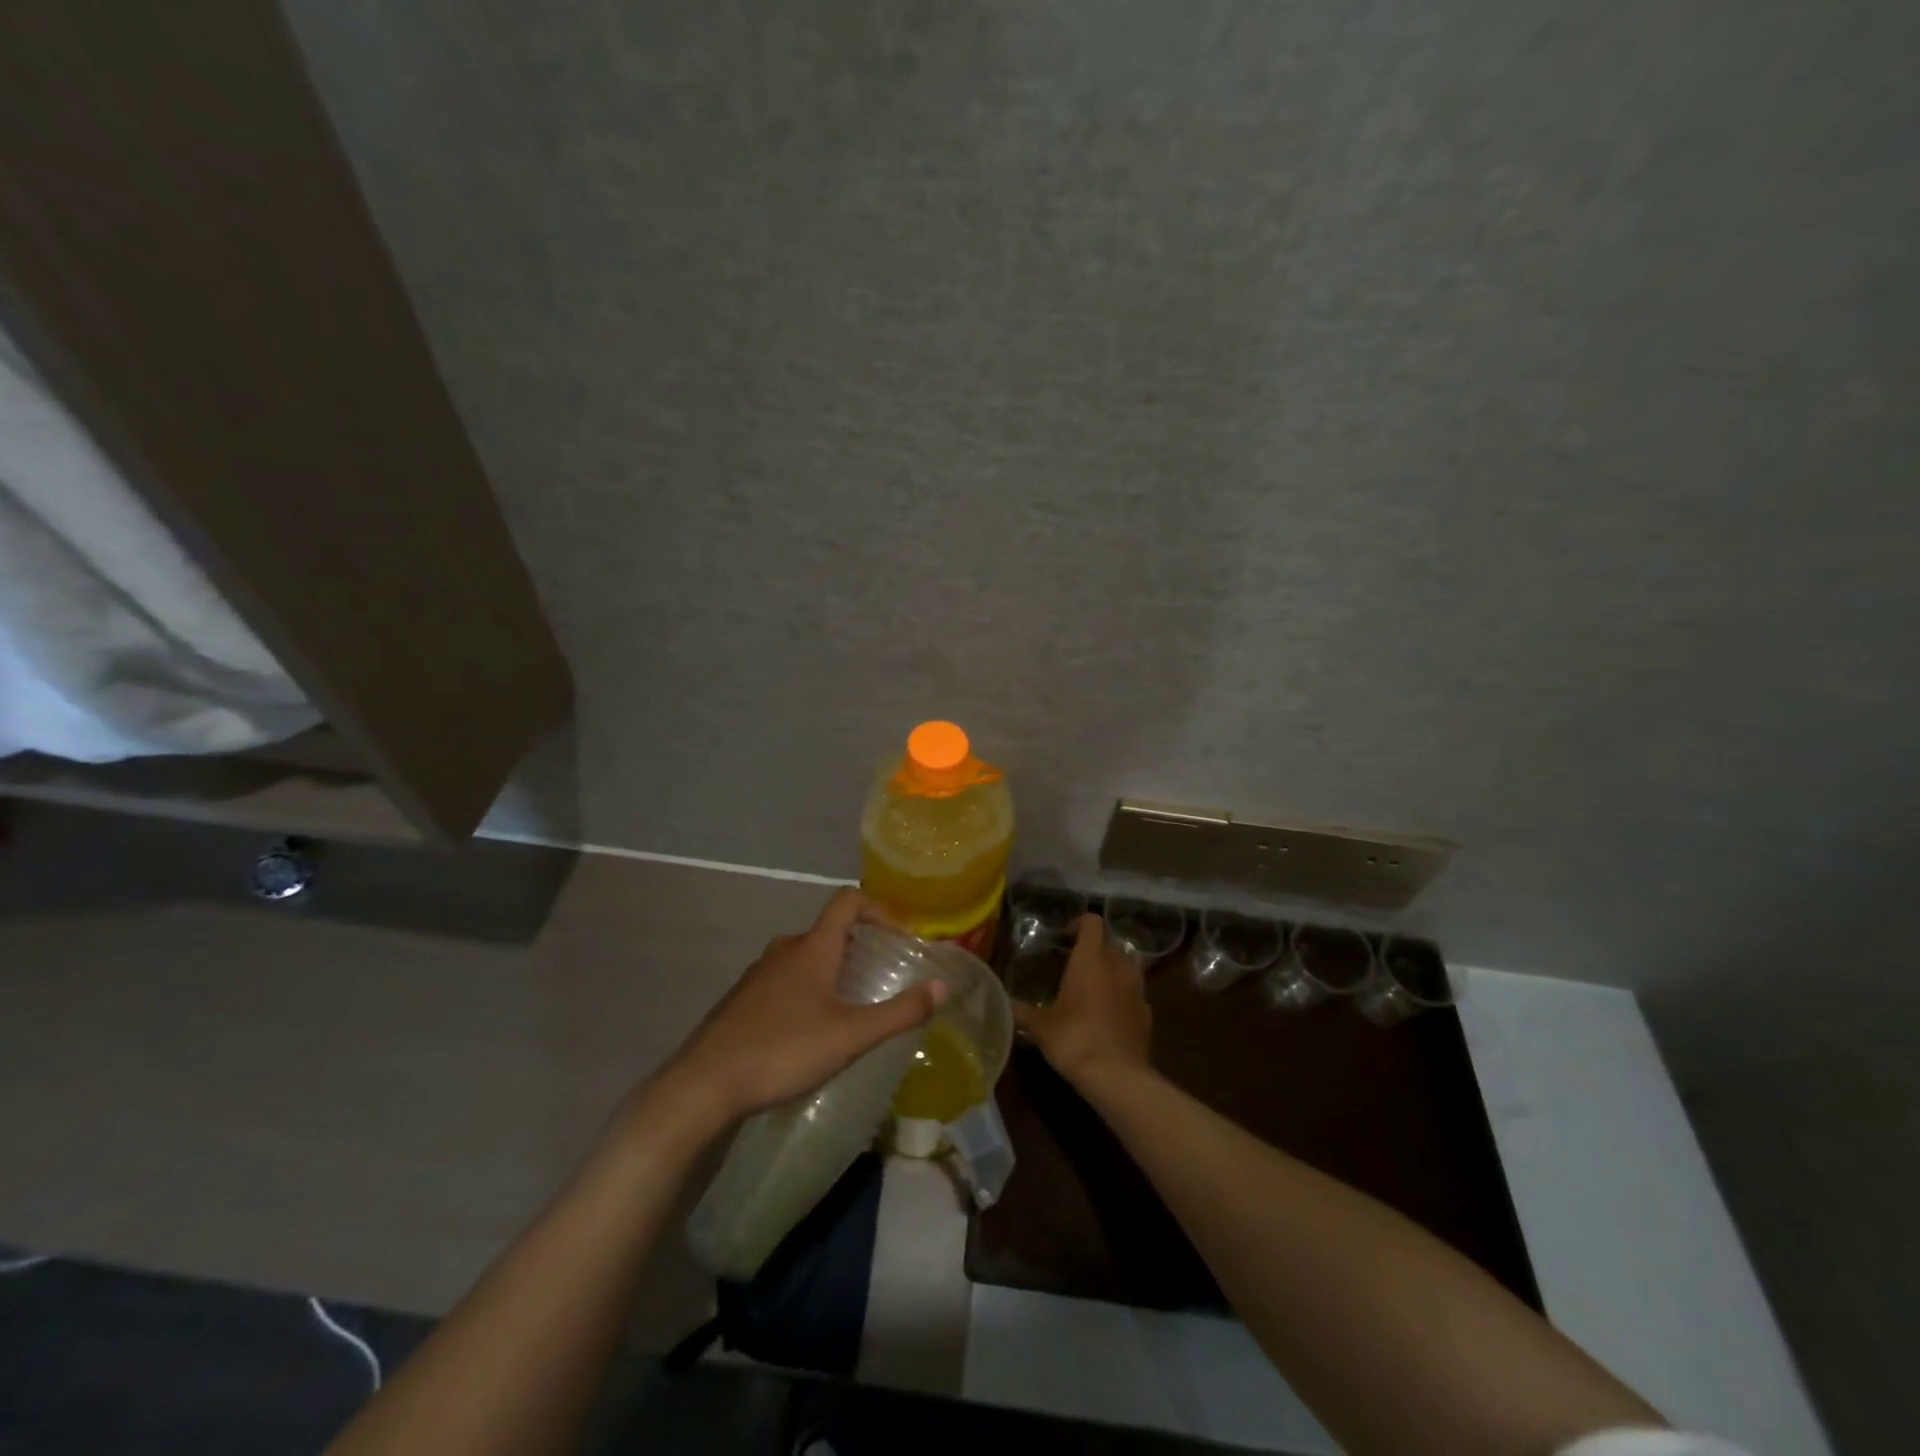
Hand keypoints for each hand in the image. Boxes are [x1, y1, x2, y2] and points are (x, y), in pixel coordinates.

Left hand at [651, 888, 945, 1134]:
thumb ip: (900, 1012)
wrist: (703, 1085)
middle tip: (881, 975)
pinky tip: (810, 1031)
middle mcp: (784, 950)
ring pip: (804, 957)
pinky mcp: (741, 1001)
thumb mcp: (851, 1035)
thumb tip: (942, 986)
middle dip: (859, 945)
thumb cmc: (783, 1050)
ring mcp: (758, 975)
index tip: (901, 938)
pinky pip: (784, 981)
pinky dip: (806, 990)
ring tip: (850, 1006)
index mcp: (812, 947)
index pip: (849, 900)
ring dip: (832, 970)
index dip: (880, 909)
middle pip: (828, 930)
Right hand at [1012, 913, 1153, 1085]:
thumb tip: (1005, 1004)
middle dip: (1095, 949)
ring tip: (1094, 988)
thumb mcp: (1040, 1026)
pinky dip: (1123, 996)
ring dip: (1112, 970)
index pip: (1092, 922)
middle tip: (1075, 965)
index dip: (1078, 924)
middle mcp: (1117, 966)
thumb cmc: (1074, 1038)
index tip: (1065, 939)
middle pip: (1110, 943)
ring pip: (1127, 966)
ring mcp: (1137, 989)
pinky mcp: (1147, 1013)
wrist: (1116, 1075)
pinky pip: (1135, 994)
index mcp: (1090, 959)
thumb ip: (1023, 1011)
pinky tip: (1109, 1015)